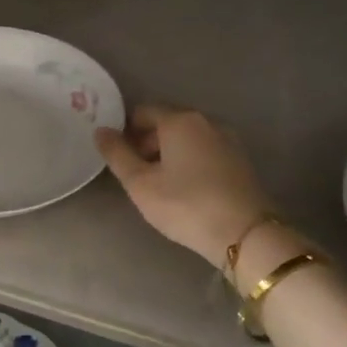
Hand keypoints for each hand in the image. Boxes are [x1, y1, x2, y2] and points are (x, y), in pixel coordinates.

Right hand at [96, 106, 272, 269]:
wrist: (245, 234)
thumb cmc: (185, 205)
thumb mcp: (140, 183)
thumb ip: (117, 154)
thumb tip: (100, 130)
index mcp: (179, 120)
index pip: (142, 111)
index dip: (125, 130)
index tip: (117, 156)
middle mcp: (205, 121)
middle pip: (166, 122)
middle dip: (146, 142)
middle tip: (134, 173)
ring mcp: (227, 139)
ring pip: (186, 137)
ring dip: (167, 153)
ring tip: (158, 183)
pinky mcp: (239, 159)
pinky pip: (204, 150)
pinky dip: (188, 160)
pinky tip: (184, 187)